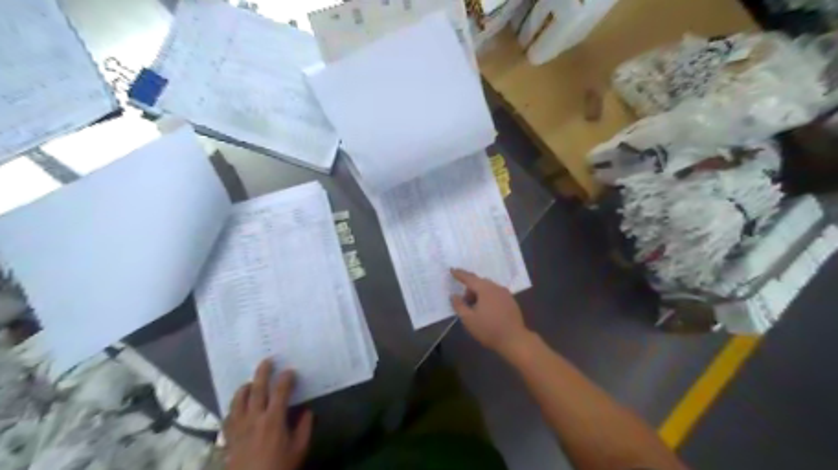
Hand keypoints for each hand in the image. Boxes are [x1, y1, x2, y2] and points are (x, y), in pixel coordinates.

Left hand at [223, 359, 314, 468]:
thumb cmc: (280, 468)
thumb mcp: (300, 449)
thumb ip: (305, 427)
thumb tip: (306, 411)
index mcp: (274, 419)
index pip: (280, 391)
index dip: (286, 378)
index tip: (291, 372)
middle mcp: (254, 418)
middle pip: (257, 389)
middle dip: (263, 372)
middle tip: (267, 361)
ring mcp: (239, 428)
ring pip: (238, 400)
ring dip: (245, 387)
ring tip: (251, 382)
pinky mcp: (228, 438)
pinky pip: (227, 416)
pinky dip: (233, 407)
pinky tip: (238, 406)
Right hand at [449, 268, 533, 359]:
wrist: (514, 340)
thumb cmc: (489, 329)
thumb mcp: (468, 319)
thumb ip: (459, 305)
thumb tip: (454, 296)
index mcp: (485, 289)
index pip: (469, 278)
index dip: (459, 274)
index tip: (452, 269)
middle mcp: (496, 287)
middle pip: (480, 282)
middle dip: (470, 289)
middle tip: (464, 302)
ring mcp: (505, 294)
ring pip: (488, 288)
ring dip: (479, 294)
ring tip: (475, 309)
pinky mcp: (511, 301)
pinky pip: (496, 294)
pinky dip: (488, 298)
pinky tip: (487, 311)